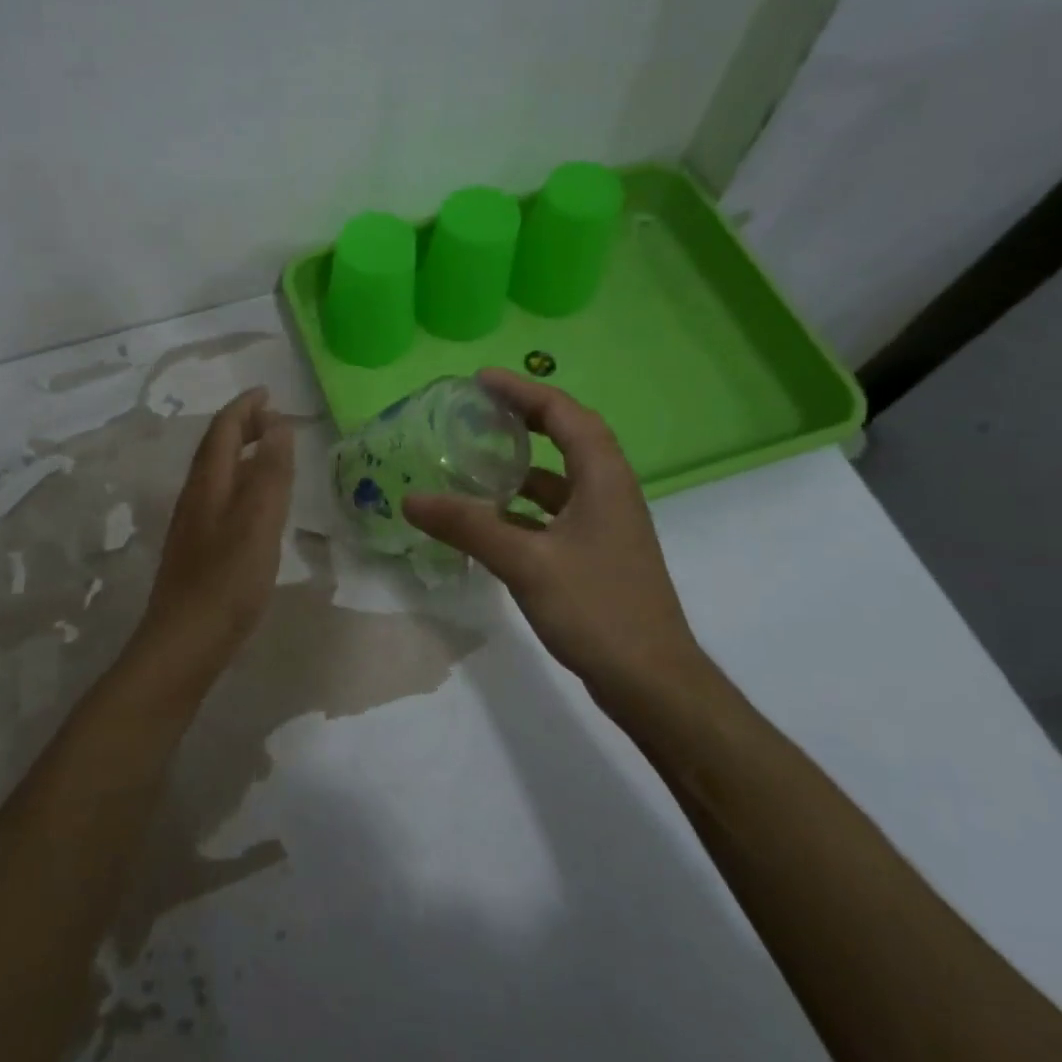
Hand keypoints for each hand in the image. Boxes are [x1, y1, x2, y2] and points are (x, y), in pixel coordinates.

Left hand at [138, 387, 295, 659]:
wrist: (184, 643)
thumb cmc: (226, 580)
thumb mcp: (258, 522)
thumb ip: (270, 472)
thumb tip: (277, 425)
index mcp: (208, 484)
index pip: (223, 430)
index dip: (244, 407)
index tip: (268, 392)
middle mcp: (195, 496)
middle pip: (215, 448)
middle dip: (241, 425)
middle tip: (272, 416)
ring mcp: (193, 524)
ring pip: (216, 474)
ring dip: (240, 453)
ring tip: (268, 451)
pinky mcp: (198, 549)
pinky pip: (220, 498)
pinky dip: (240, 483)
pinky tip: (255, 503)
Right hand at [404, 370, 705, 699]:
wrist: (651, 681)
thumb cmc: (596, 608)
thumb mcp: (525, 562)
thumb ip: (467, 526)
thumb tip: (411, 498)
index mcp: (604, 478)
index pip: (565, 414)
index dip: (523, 391)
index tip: (481, 381)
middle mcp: (610, 492)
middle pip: (568, 437)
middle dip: (525, 418)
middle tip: (479, 411)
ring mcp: (606, 525)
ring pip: (561, 479)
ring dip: (523, 465)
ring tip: (477, 460)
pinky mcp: (597, 554)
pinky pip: (556, 512)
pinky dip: (524, 507)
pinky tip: (490, 520)